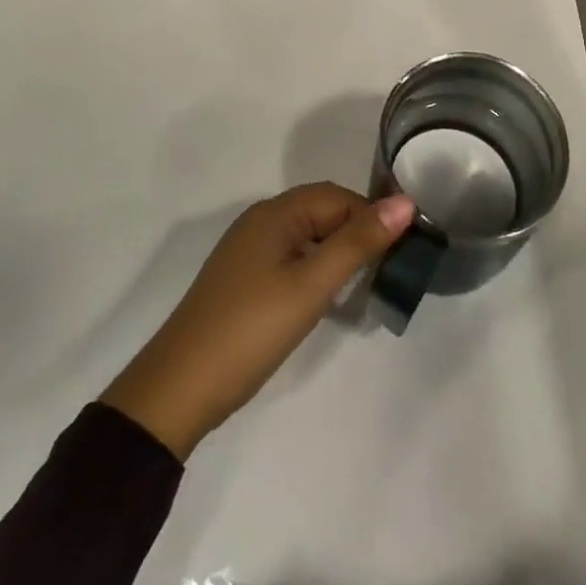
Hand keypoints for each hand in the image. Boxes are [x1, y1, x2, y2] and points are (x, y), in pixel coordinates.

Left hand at [100, 183, 415, 459]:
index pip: (337, 196)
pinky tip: (327, 297)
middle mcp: (261, 221)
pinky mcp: (244, 278)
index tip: (402, 250)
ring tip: (366, 284)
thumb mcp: (311, 286)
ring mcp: (249, 250)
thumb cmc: (251, 329)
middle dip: (357, 233)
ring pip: (307, 235)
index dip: (372, 216)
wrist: (180, 388)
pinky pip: (291, 257)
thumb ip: (358, 243)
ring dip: (338, 252)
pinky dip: (315, 268)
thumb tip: (405, 202)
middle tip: (389, 269)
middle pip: (322, 211)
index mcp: (275, 212)